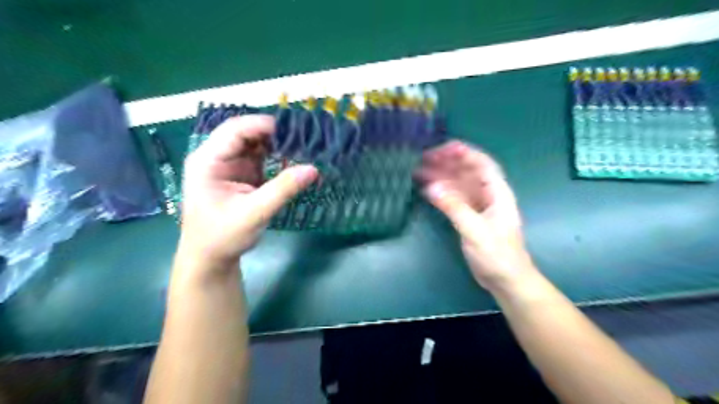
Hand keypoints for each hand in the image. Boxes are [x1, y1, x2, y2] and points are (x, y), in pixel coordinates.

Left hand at [178, 115, 315, 269]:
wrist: (211, 259)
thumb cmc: (223, 236)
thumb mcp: (254, 213)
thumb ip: (283, 189)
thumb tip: (313, 169)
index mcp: (207, 161)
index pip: (234, 130)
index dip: (263, 125)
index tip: (293, 130)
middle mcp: (216, 157)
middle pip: (245, 134)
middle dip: (273, 134)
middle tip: (303, 137)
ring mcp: (229, 166)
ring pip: (255, 144)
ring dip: (277, 145)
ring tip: (303, 146)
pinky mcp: (241, 176)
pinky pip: (260, 159)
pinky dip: (277, 158)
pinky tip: (293, 160)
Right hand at [417, 140, 539, 292]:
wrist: (505, 280)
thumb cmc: (498, 255)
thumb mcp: (476, 230)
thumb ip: (454, 208)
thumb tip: (431, 187)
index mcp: (497, 192)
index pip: (481, 163)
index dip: (463, 152)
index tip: (441, 148)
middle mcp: (487, 195)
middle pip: (466, 171)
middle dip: (447, 162)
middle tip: (423, 158)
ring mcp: (477, 206)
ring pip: (457, 184)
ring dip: (440, 176)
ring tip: (419, 171)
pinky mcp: (468, 216)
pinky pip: (453, 197)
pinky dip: (440, 192)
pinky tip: (426, 189)